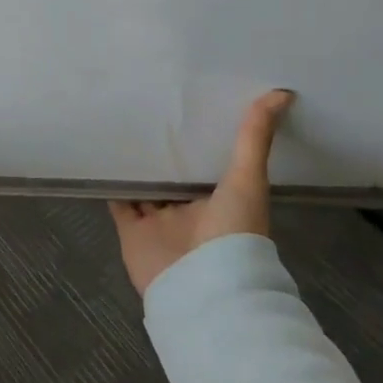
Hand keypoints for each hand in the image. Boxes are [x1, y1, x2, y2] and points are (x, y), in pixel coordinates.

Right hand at [110, 89, 294, 296]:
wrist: (203, 288)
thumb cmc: (233, 233)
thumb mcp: (248, 180)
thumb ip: (255, 138)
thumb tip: (281, 93)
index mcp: (219, 201)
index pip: (205, 164)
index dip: (197, 138)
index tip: (186, 105)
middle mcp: (189, 211)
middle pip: (172, 176)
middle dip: (162, 151)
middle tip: (145, 108)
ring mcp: (159, 222)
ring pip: (144, 187)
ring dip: (134, 164)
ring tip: (118, 126)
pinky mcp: (131, 231)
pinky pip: (119, 202)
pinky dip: (110, 184)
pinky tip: (101, 157)